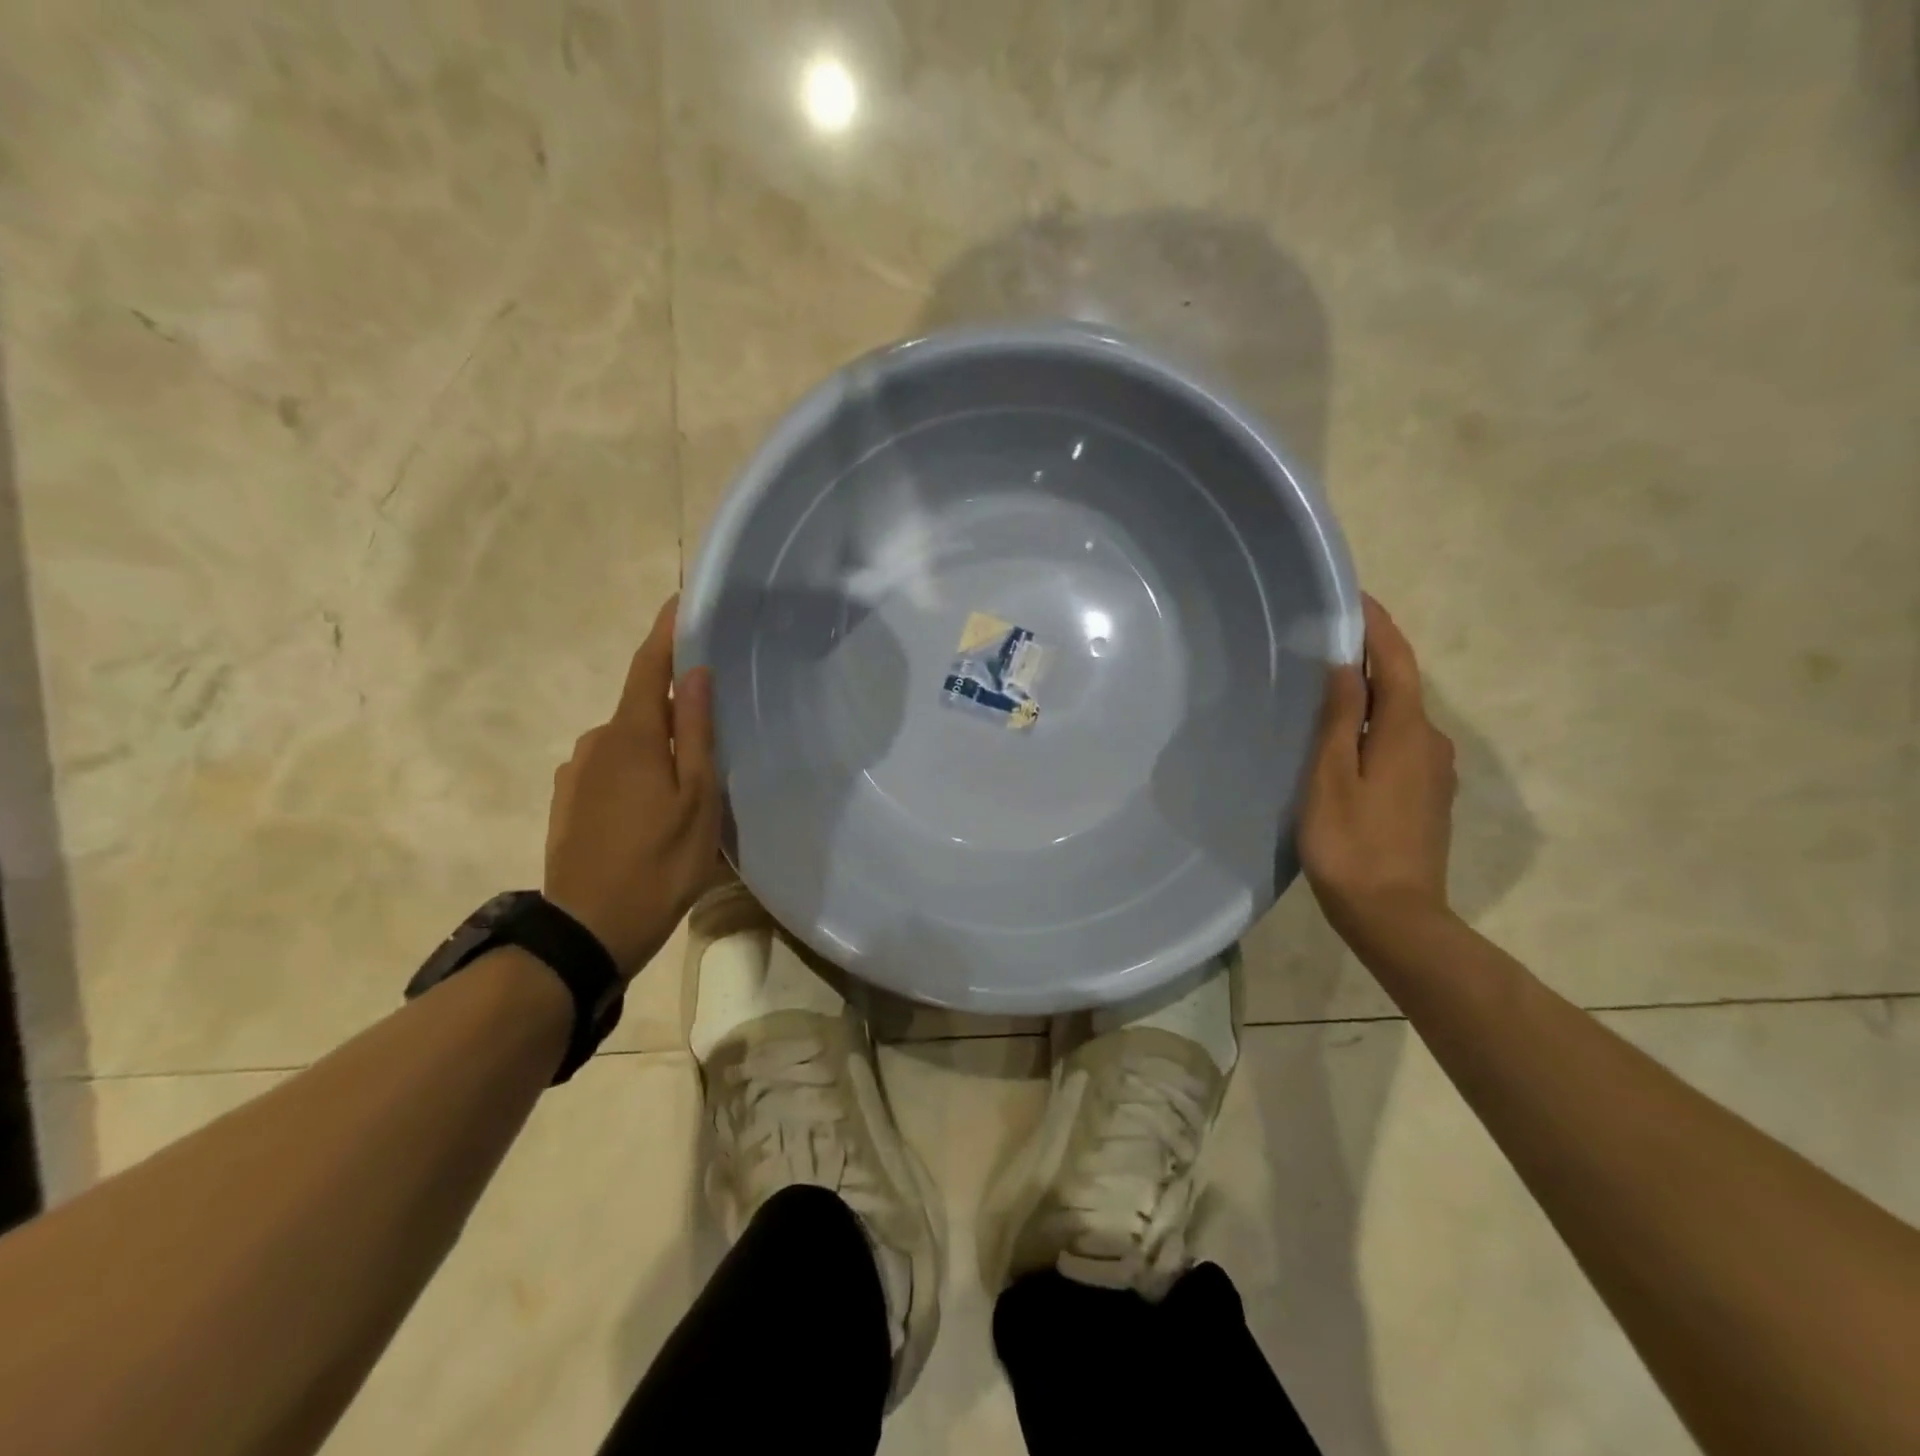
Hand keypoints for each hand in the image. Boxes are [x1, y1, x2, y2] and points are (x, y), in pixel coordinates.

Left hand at [545, 597, 721, 978]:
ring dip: (656, 747)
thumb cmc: (659, 862)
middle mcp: (595, 742)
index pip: (648, 666)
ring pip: (627, 742)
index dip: (665, 632)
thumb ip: (694, 732)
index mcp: (631, 735)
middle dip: (674, 706)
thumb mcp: (696, 798)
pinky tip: (653, 809)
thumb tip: (694, 674)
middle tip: (714, 730)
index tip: (680, 600)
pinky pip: (609, 769)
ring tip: (687, 784)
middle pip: (641, 707)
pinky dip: (636, 772)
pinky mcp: (567, 801)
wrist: (588, 931)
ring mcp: (575, 773)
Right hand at [1299, 596, 1458, 958]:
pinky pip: (1400, 742)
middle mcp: (1431, 744)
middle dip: (1372, 656)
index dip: (1378, 628)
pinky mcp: (1427, 796)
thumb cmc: (1351, 845)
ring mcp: (1434, 772)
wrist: (1395, 917)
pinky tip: (1349, 734)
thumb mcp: (1331, 779)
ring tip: (1331, 681)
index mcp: (1406, 733)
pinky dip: (1376, 724)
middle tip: (1330, 636)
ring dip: (1372, 692)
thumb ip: (1339, 720)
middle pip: (1402, 686)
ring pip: (1400, 716)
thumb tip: (1344, 667)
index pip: (1395, 664)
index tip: (1354, 597)